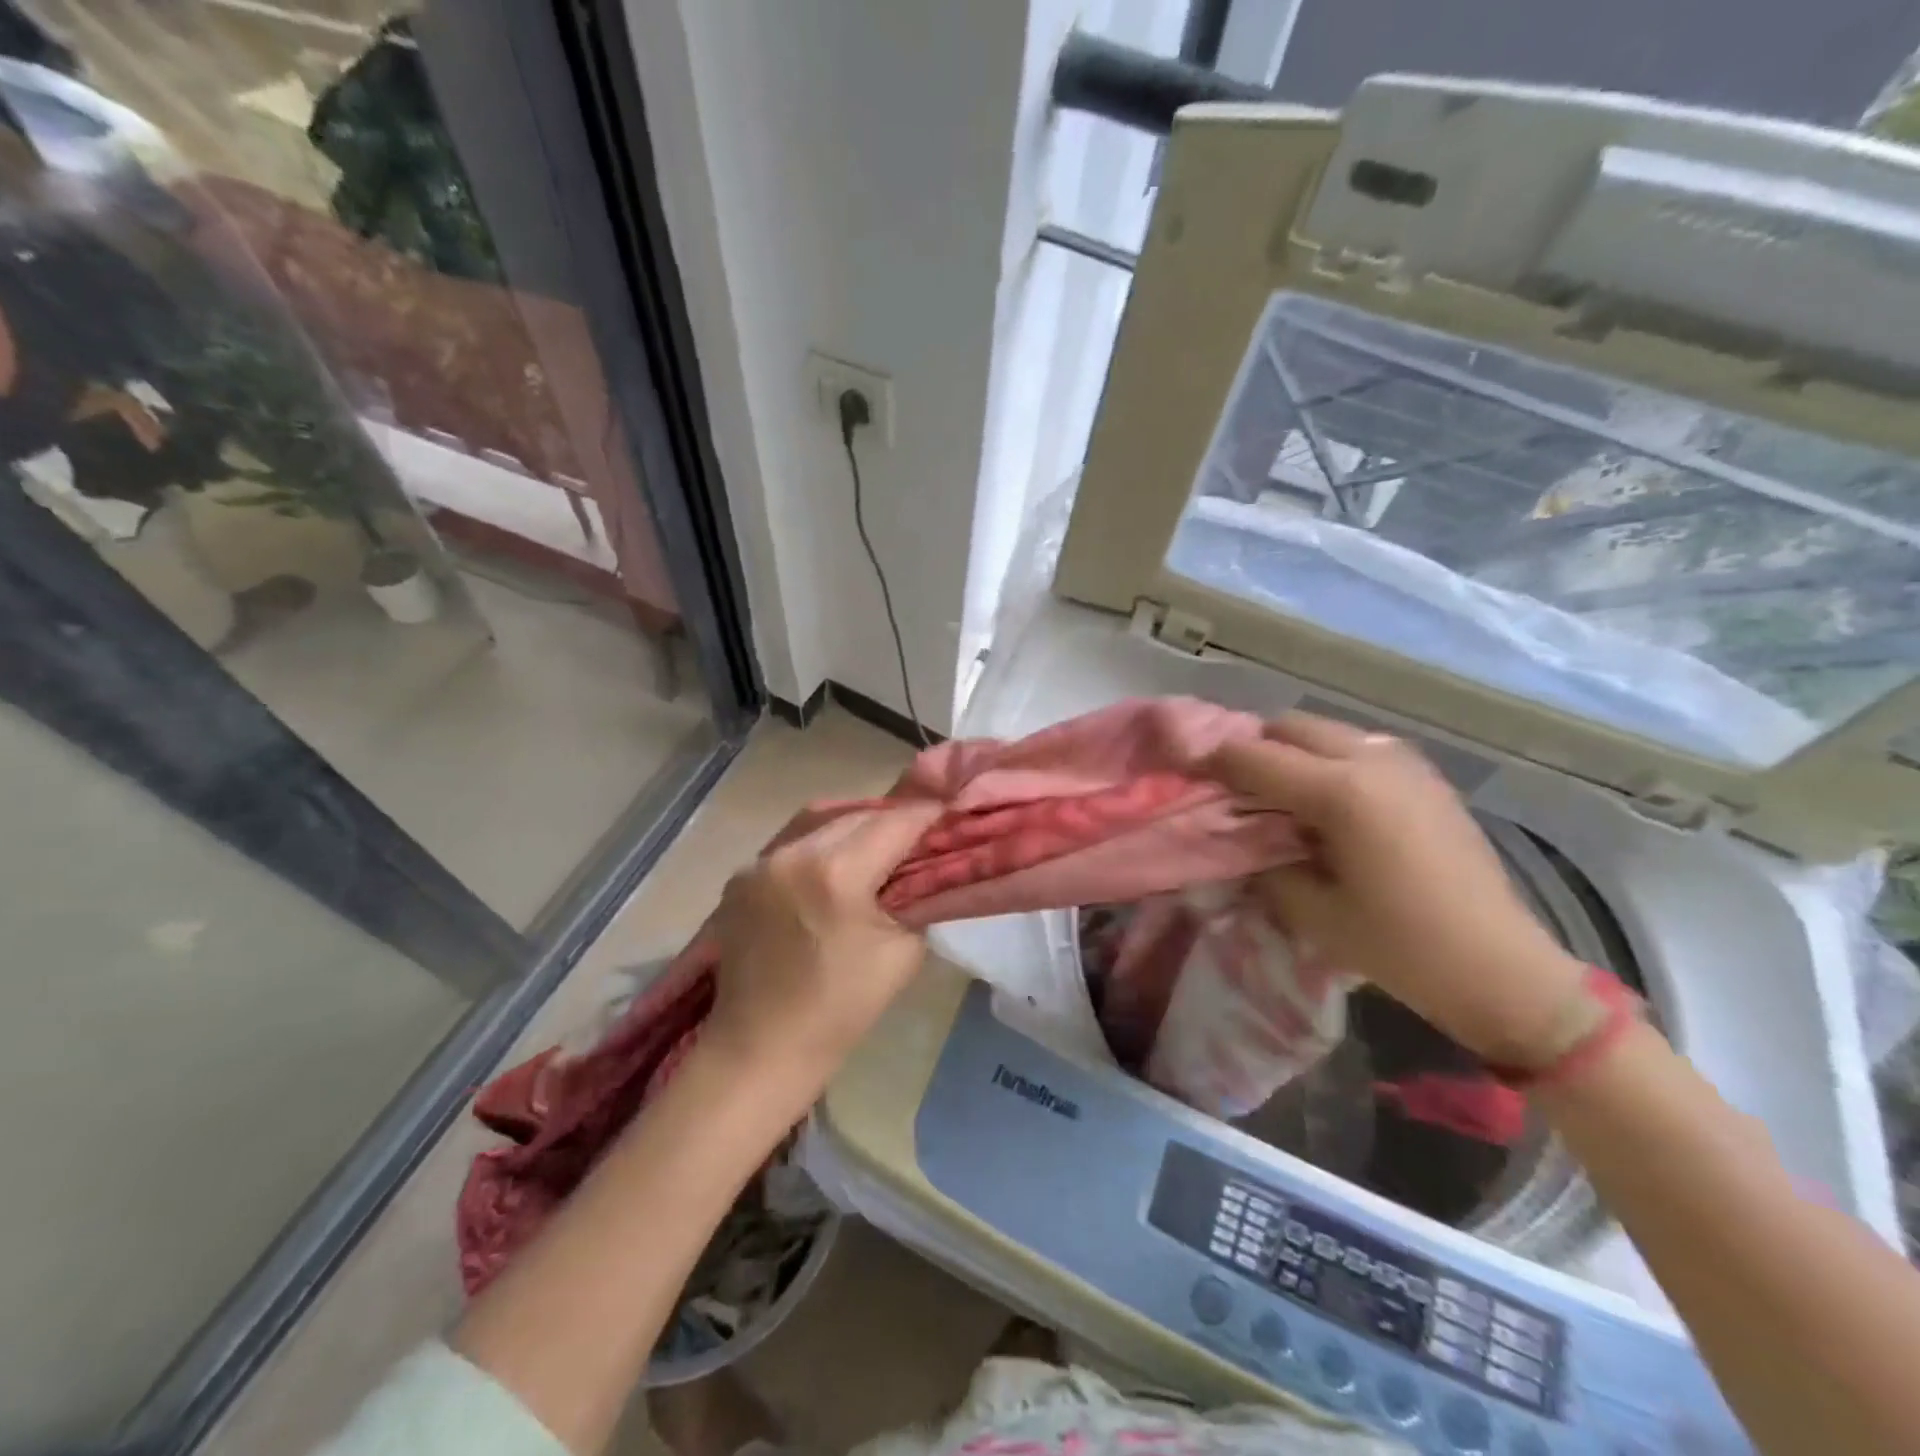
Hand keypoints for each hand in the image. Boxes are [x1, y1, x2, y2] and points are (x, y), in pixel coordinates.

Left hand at [706, 803, 941, 1086]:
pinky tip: (832, 870)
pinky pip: (791, 843)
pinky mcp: (739, 876)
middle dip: (892, 820)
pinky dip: (819, 846)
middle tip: (918, 837)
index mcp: (836, 872)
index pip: (896, 821)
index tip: (951, 817)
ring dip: (854, 828)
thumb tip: (929, 863)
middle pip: (858, 815)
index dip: (929, 815)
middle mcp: (792, 853)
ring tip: (877, 848)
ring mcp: (759, 862)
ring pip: (821, 821)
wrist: (762, 1048)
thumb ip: (919, 895)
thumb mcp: (904, 950)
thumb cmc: (842, 1008)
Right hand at [1208, 713, 1585, 1063]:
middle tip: (1230, 785)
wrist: (1501, 969)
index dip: (1212, 760)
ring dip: (1291, 751)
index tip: (1185, 771)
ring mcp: (1406, 764)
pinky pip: (1359, 748)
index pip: (1255, 756)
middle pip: (1290, 726)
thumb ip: (1263, 860)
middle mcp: (1373, 760)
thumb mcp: (1310, 910)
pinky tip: (1325, 803)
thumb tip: (1239, 836)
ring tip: (1276, 793)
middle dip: (1252, 748)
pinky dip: (1327, 760)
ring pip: (1326, 731)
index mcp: (1341, 792)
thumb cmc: (1399, 947)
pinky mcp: (1426, 778)